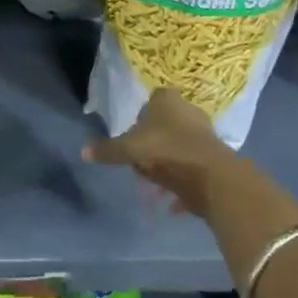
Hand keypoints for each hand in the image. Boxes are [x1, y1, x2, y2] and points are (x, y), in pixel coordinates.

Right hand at [84, 87, 237, 215]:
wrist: (211, 175)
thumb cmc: (166, 149)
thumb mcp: (129, 150)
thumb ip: (107, 150)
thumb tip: (83, 152)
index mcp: (167, 100)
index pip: (152, 99)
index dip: (140, 117)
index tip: (132, 136)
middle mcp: (188, 110)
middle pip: (166, 123)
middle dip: (153, 142)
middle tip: (140, 160)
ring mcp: (204, 133)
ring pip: (178, 145)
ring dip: (167, 162)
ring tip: (154, 181)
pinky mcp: (215, 156)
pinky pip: (191, 166)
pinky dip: (182, 179)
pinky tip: (171, 197)